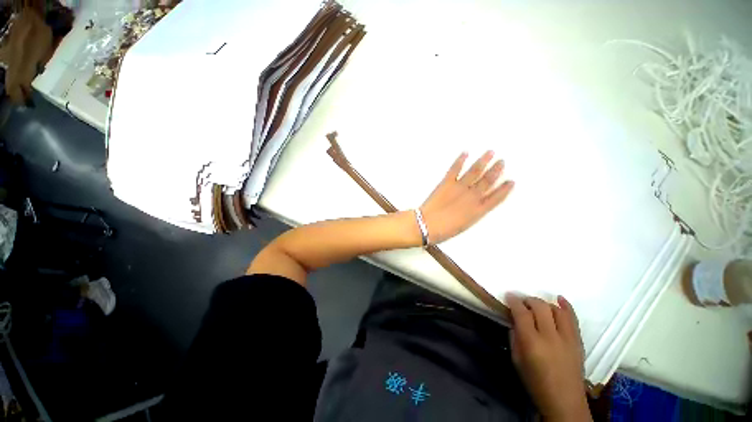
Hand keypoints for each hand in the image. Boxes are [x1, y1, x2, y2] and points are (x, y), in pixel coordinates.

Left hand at [420, 151, 513, 243]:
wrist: (427, 225)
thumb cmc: (444, 230)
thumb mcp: (464, 225)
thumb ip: (472, 213)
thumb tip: (477, 206)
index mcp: (478, 210)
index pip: (497, 198)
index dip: (504, 189)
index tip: (511, 181)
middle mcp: (472, 197)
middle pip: (488, 181)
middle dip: (496, 170)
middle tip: (502, 161)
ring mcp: (460, 188)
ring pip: (475, 171)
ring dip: (483, 161)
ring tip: (490, 152)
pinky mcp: (447, 183)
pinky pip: (455, 169)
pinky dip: (460, 160)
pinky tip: (465, 153)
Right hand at [506, 294, 591, 421]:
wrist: (565, 402)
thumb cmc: (535, 382)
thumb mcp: (517, 360)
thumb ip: (515, 337)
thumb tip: (515, 320)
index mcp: (532, 342)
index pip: (522, 313)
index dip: (514, 301)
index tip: (509, 296)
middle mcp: (550, 336)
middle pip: (540, 307)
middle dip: (528, 300)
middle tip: (522, 302)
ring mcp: (567, 338)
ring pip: (556, 310)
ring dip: (544, 303)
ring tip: (537, 306)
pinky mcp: (578, 341)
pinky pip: (573, 318)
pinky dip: (566, 306)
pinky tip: (559, 299)